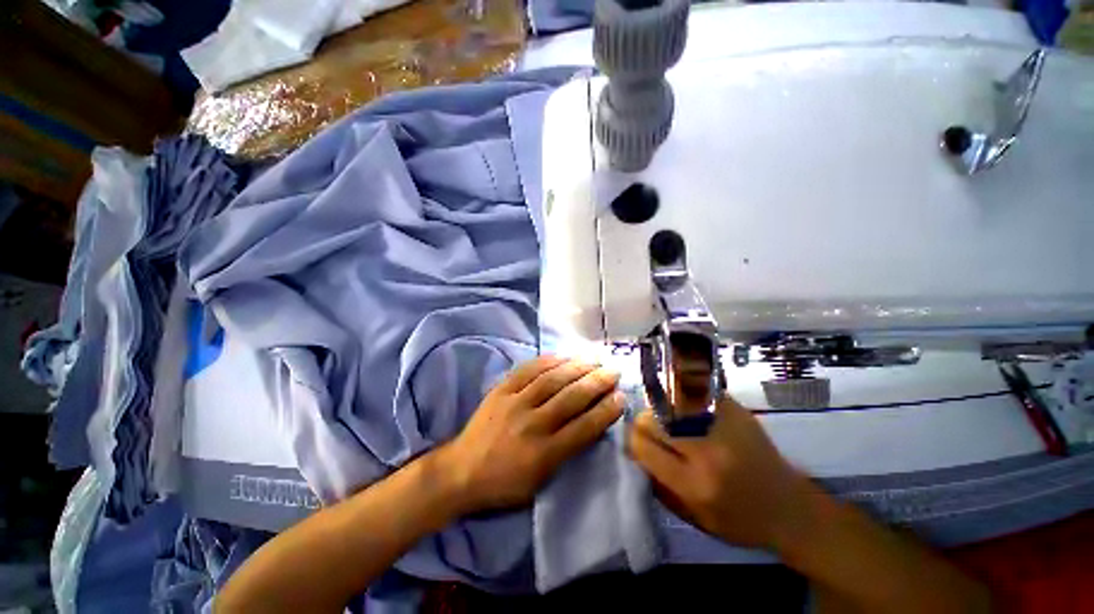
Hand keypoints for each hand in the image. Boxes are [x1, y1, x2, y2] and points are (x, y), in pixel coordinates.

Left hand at [442, 355, 623, 513]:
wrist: (461, 472)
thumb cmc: (504, 483)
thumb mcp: (541, 481)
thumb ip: (567, 451)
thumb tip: (591, 423)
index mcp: (544, 454)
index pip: (584, 427)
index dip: (606, 411)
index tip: (621, 397)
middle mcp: (532, 424)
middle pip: (571, 397)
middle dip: (597, 382)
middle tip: (613, 371)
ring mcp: (515, 403)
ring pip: (552, 379)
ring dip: (577, 367)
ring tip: (594, 359)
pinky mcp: (501, 390)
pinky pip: (528, 370)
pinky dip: (548, 361)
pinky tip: (563, 356)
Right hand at [628, 393, 811, 550]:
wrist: (792, 509)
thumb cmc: (741, 522)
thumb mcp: (695, 519)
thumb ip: (659, 487)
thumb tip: (635, 454)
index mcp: (694, 483)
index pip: (642, 446)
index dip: (634, 442)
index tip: (638, 444)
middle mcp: (706, 450)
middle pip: (651, 420)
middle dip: (646, 426)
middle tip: (655, 433)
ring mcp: (722, 424)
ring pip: (667, 404)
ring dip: (663, 414)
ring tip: (673, 424)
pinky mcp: (734, 410)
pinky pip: (693, 396)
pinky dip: (684, 403)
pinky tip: (690, 414)